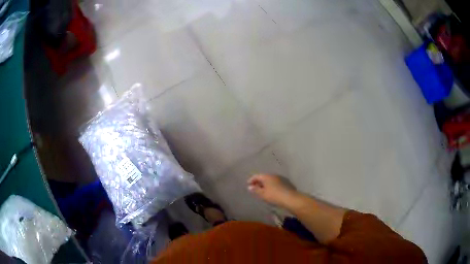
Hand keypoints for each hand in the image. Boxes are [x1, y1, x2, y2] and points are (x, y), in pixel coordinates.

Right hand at [247, 174, 297, 207]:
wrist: (289, 198)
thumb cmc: (274, 196)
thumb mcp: (262, 194)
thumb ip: (255, 190)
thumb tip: (249, 187)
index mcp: (266, 176)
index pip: (256, 176)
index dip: (251, 180)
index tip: (248, 184)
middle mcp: (273, 175)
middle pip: (263, 177)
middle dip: (258, 182)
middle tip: (254, 188)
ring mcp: (280, 178)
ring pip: (270, 180)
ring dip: (265, 184)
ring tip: (262, 190)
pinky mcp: (285, 182)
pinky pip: (275, 182)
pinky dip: (271, 185)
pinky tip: (271, 191)